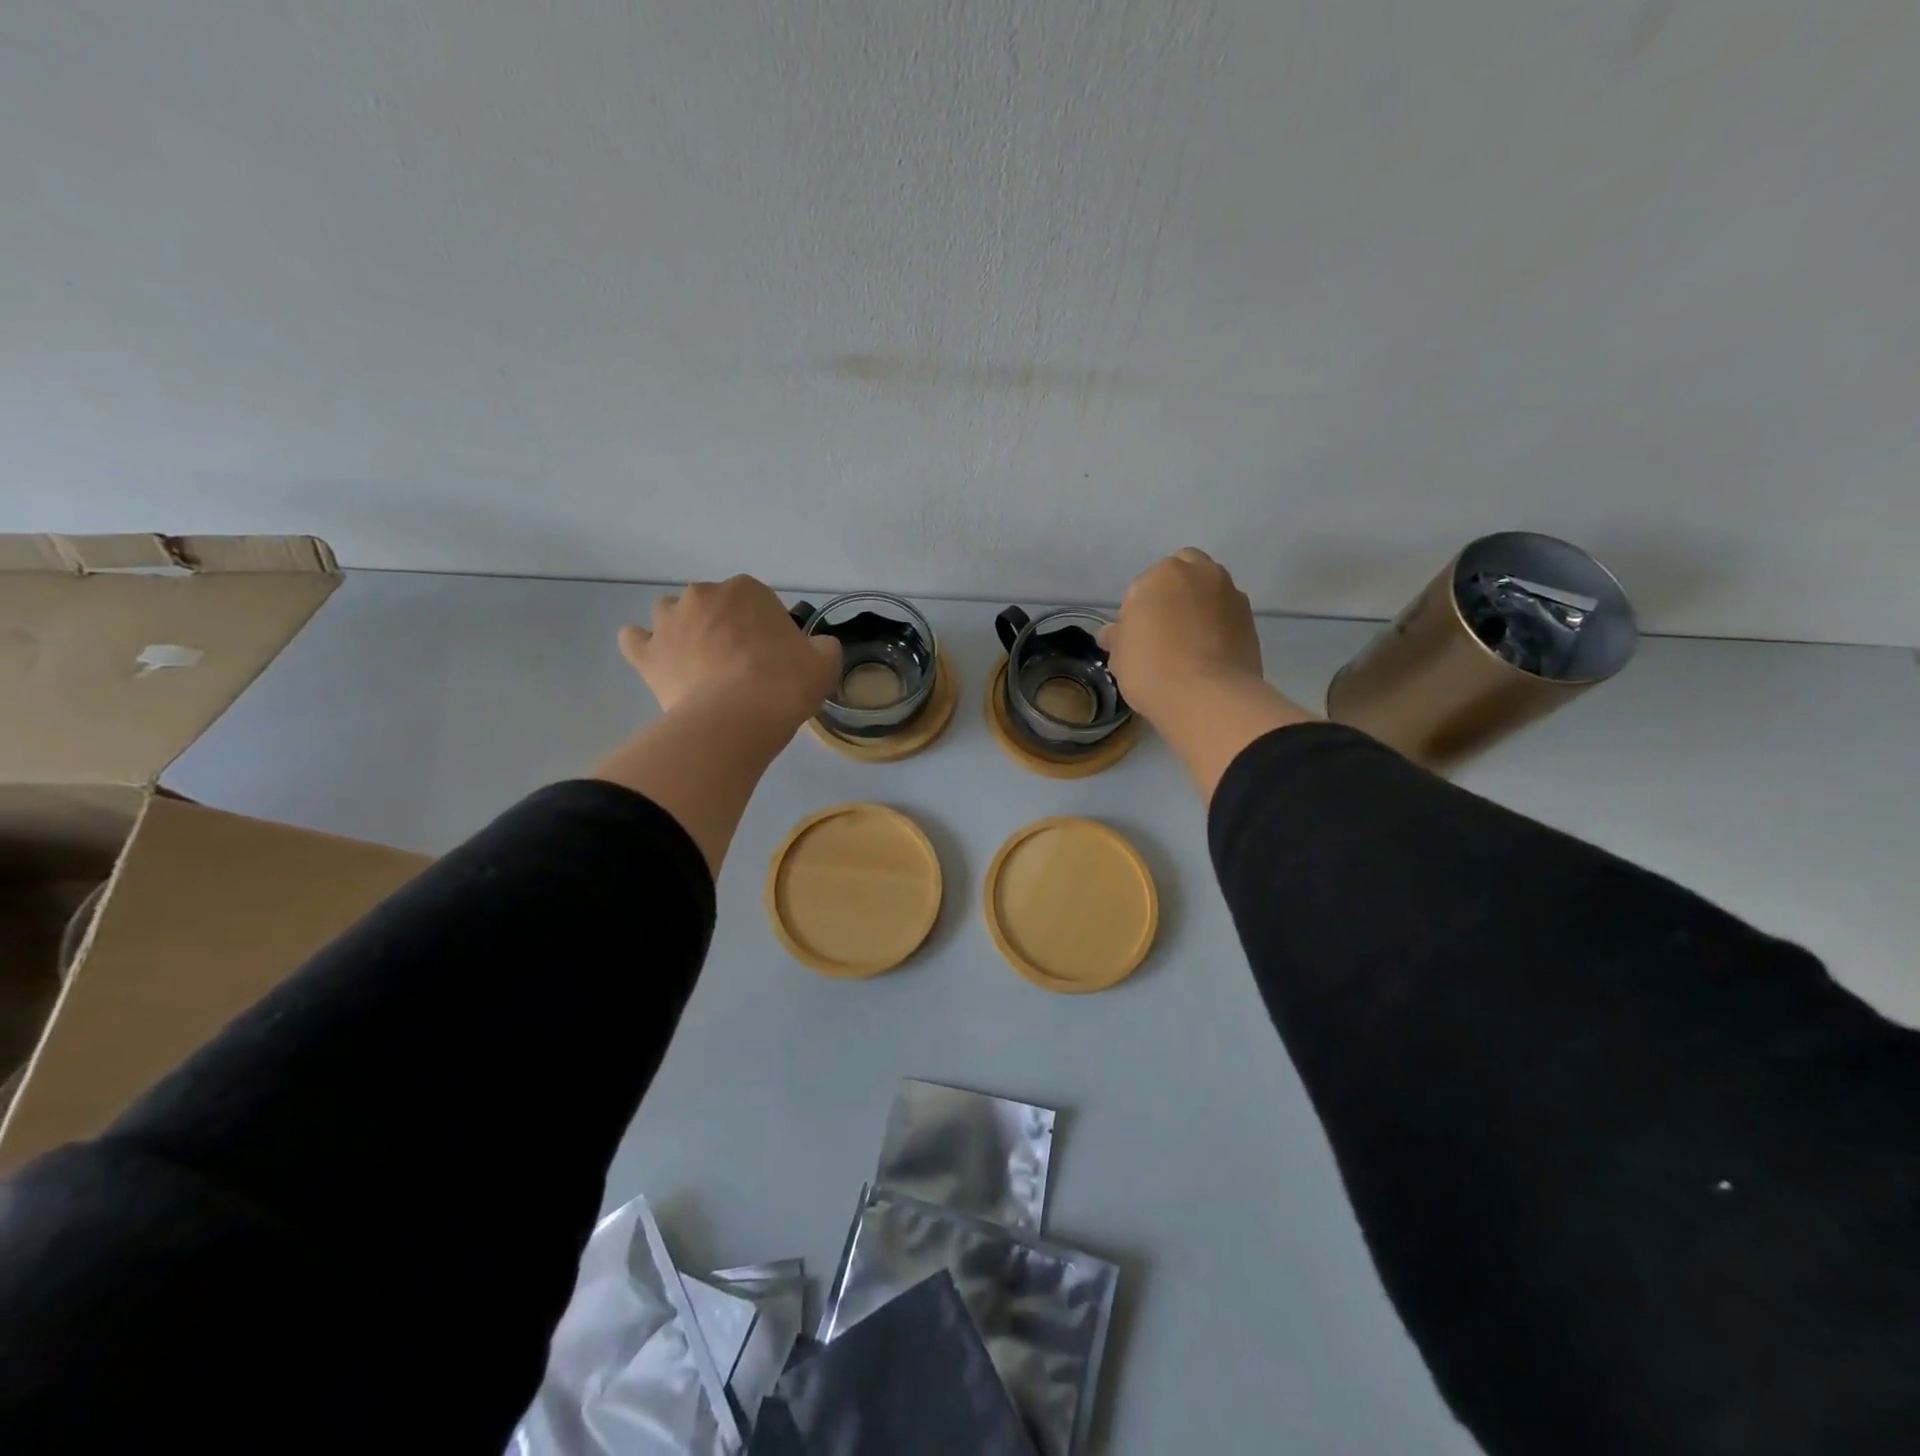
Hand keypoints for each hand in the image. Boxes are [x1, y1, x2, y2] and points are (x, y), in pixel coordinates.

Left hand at [619, 576, 841, 732]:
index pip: (759, 602)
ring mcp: (668, 622)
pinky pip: (635, 640)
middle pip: (714, 605)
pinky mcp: (646, 654)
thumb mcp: (823, 664)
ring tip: (701, 665)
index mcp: (747, 590)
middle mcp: (702, 595)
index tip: (775, 656)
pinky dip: (645, 647)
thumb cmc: (783, 685)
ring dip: (684, 631)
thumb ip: (822, 648)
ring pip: (672, 615)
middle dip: (725, 627)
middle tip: (742, 665)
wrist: (735, 721)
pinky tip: (659, 663)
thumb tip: (817, 647)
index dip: (767, 628)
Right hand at [1100, 548, 1263, 720]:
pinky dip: (1218, 625)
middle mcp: (1200, 573)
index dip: (1138, 610)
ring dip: (1199, 606)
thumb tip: (1113, 633)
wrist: (1207, 698)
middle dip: (1173, 594)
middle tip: (1164, 630)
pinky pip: (1226, 615)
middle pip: (1183, 574)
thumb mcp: (1120, 656)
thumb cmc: (1152, 669)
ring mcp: (1230, 594)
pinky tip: (1208, 652)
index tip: (1136, 636)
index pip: (1143, 585)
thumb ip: (1118, 636)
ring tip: (1189, 642)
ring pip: (1209, 591)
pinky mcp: (1250, 619)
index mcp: (1163, 574)